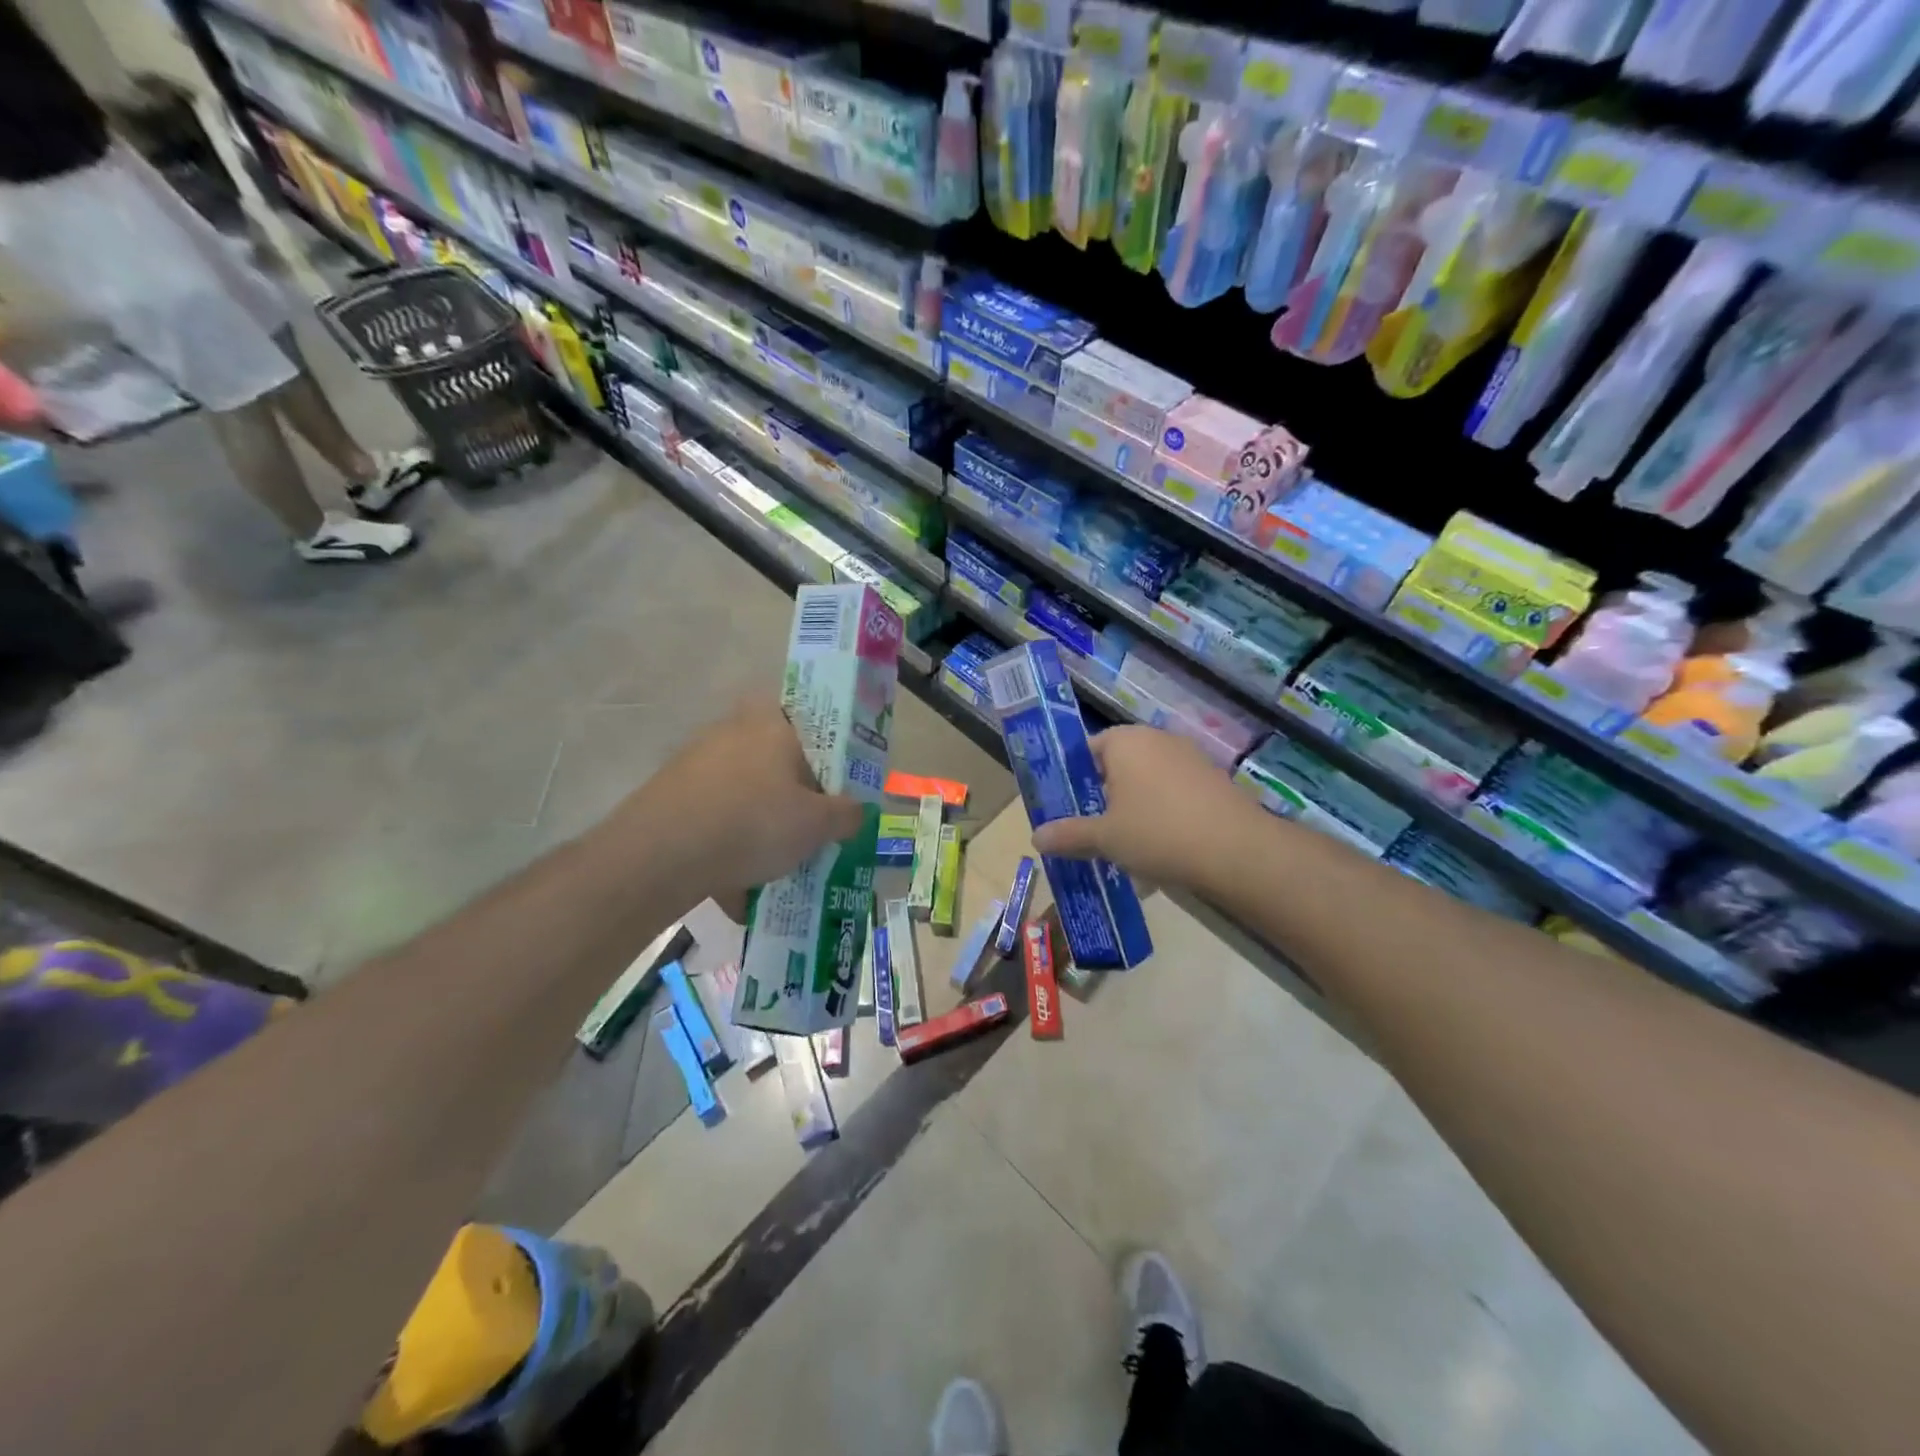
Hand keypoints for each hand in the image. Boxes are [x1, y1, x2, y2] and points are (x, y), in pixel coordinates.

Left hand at [616, 697, 864, 907]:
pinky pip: (713, 821)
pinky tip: (737, 892)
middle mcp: (732, 732)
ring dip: (758, 827)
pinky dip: (727, 850)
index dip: (823, 749)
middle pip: (774, 760)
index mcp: (772, 724)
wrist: (661, 854)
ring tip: (773, 870)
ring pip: (743, 795)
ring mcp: (695, 762)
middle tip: (808, 829)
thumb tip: (856, 811)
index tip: (832, 783)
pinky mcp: (669, 796)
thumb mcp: (818, 824)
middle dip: (791, 796)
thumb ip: (846, 814)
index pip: (806, 718)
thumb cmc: (755, 822)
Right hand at [1030, 726, 1264, 892]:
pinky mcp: (1213, 780)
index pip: (1086, 749)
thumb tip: (1036, 837)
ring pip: (1147, 782)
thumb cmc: (1157, 832)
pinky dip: (1162, 815)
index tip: (1066, 807)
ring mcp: (1189, 758)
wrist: (1237, 850)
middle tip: (1091, 830)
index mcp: (1125, 741)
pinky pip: (1174, 794)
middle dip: (1103, 797)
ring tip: (1124, 846)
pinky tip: (1160, 849)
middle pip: (1117, 765)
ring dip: (1133, 808)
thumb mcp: (1105, 837)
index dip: (1072, 778)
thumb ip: (1069, 834)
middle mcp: (1156, 739)